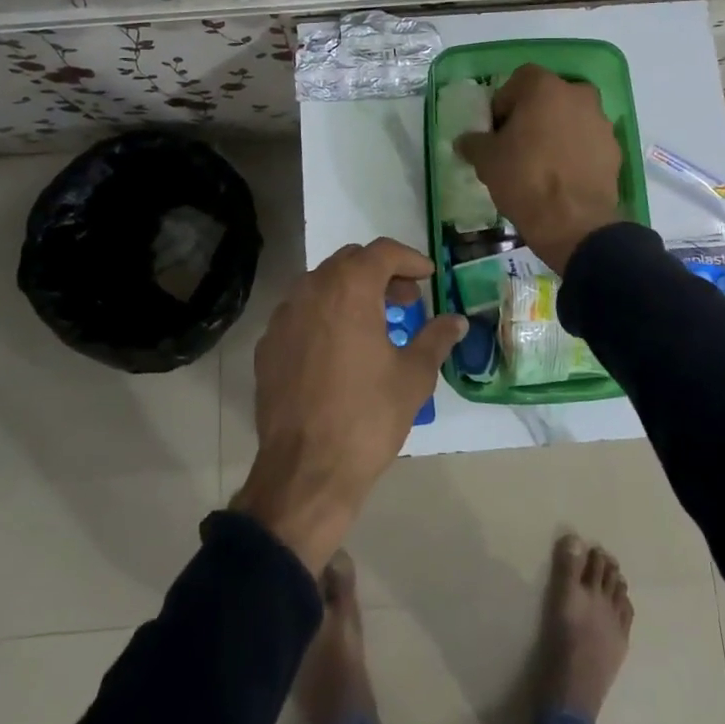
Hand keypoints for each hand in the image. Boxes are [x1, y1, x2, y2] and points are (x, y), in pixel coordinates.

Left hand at [230, 238, 466, 572]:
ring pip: (321, 285)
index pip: (382, 252)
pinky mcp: (267, 345)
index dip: (410, 259)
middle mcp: (310, 290)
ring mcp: (283, 317)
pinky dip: (324, 317)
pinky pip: (300, 314)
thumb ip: (436, 338)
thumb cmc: (367, 417)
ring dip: (351, 293)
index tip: (428, 277)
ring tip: (375, 323)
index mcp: (348, 289)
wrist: (306, 471)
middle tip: (407, 300)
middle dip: (381, 273)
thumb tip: (457, 321)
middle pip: (349, 262)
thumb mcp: (413, 376)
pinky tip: (340, 349)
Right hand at [455, 64, 621, 273]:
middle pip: (549, 96)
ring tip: (541, 163)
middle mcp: (578, 95)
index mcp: (545, 88)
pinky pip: (588, 142)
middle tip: (518, 142)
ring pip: (572, 118)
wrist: (574, 223)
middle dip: (533, 114)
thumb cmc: (524, 179)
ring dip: (557, 132)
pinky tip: (562, 177)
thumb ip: (474, 142)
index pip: (519, 80)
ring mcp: (601, 122)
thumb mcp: (486, 160)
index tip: (496, 129)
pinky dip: (576, 151)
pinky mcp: (614, 150)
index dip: (504, 102)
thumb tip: (465, 140)